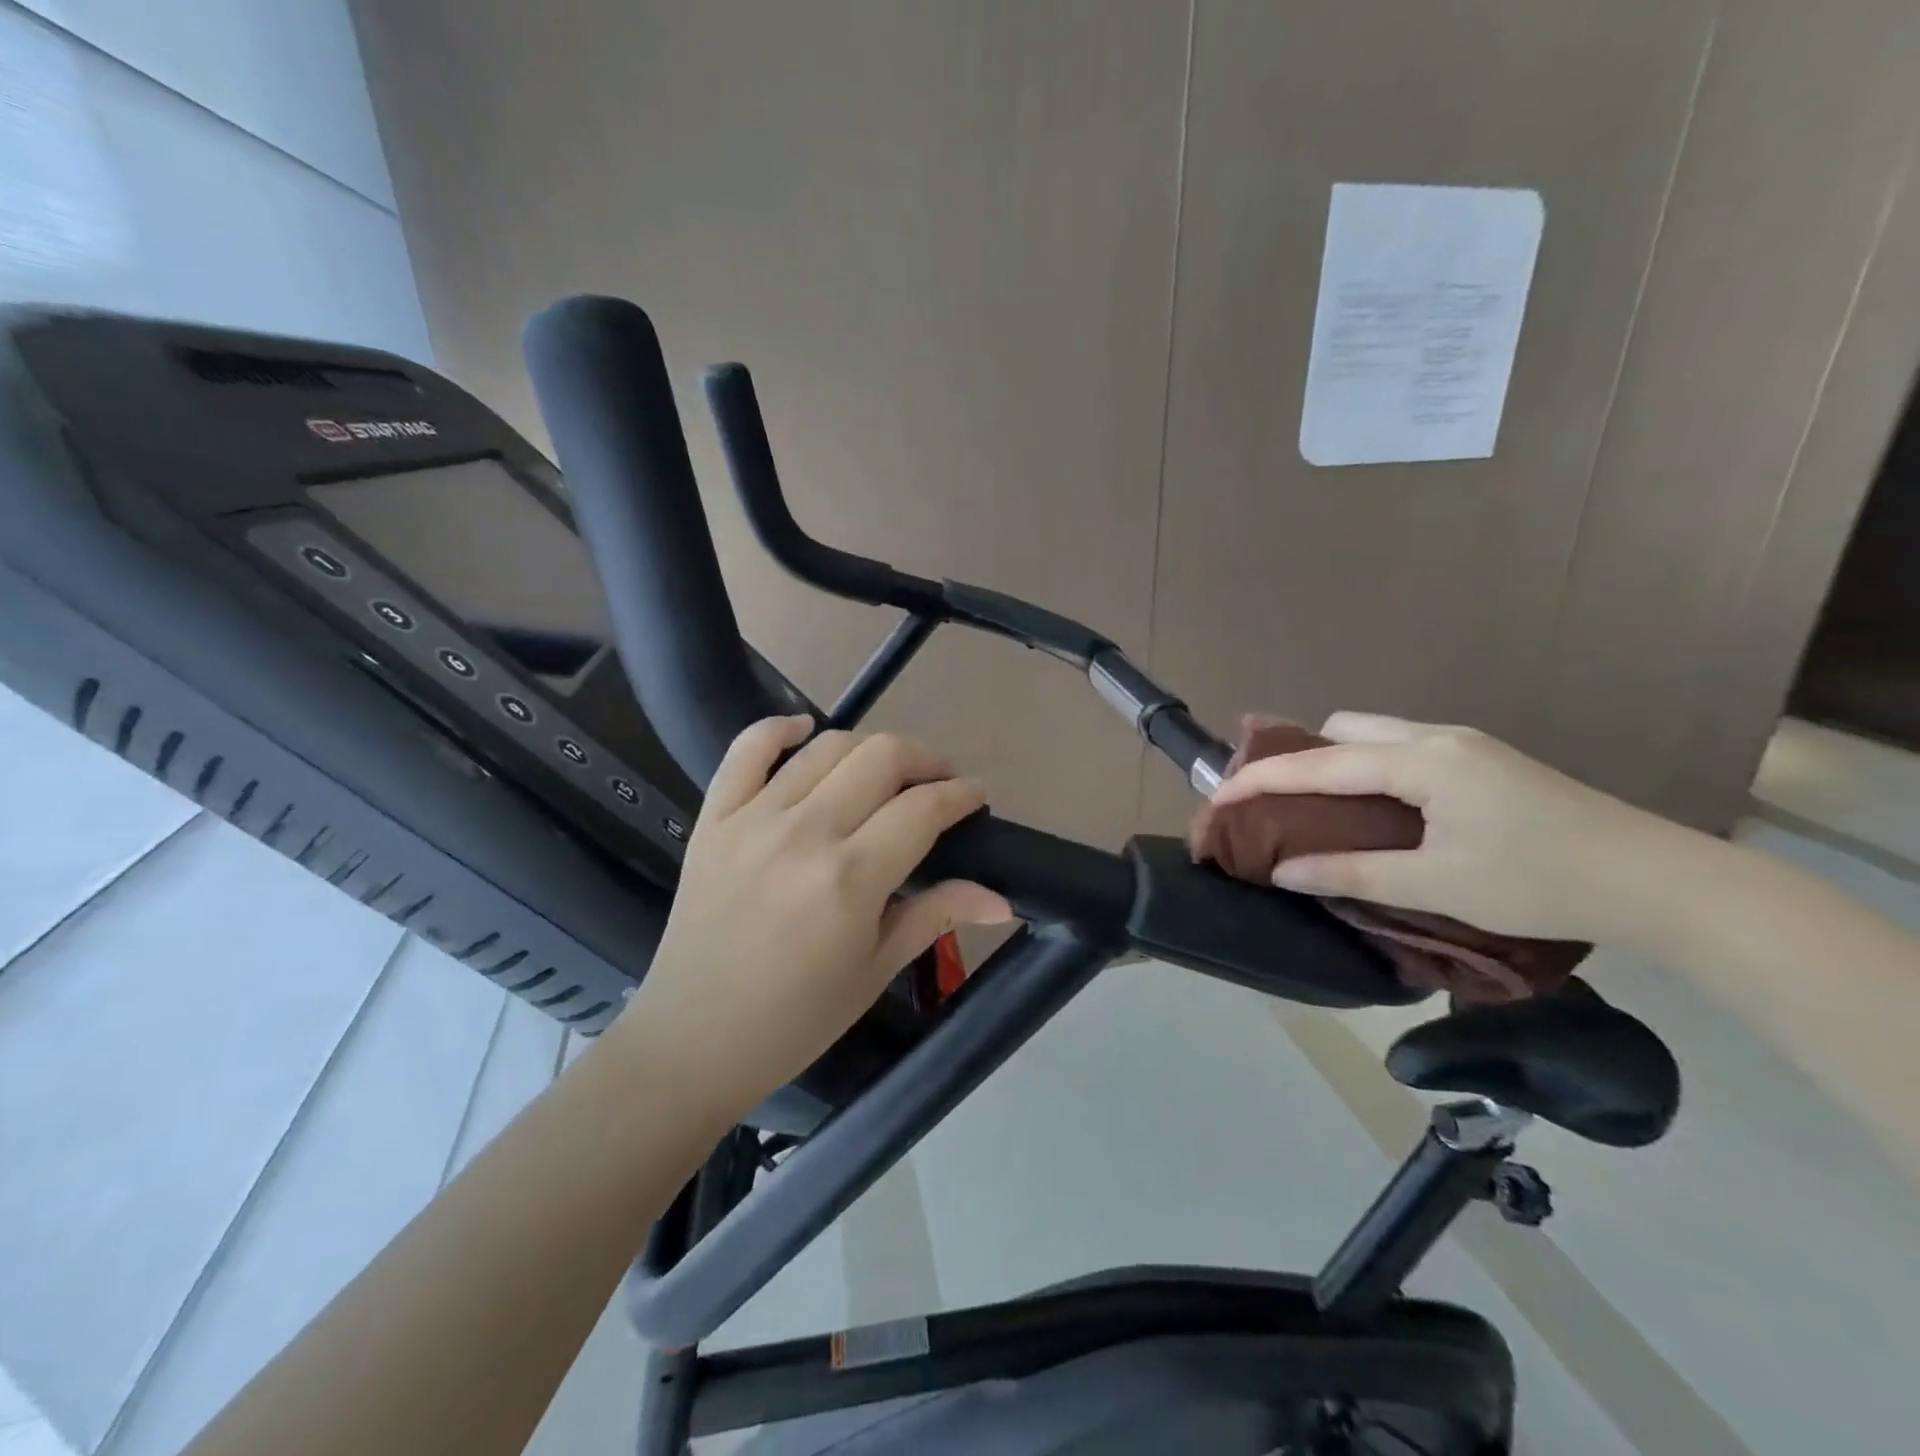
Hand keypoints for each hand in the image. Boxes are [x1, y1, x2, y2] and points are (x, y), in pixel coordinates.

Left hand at [607, 716, 1011, 1128]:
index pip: (923, 807)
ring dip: (871, 746)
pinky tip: (805, 729)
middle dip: (926, 759)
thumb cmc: (795, 1019)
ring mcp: (753, 819)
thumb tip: (1002, 898)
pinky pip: (747, 750)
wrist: (692, 1040)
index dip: (961, 793)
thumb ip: (936, 916)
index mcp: (851, 879)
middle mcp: (805, 833)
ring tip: (886, 770)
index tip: (976, 795)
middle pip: (882, 758)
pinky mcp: (713, 817)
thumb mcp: (874, 971)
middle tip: (939, 781)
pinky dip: (779, 728)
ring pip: (828, 747)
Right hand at [1211, 711, 1684, 943]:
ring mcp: (1466, 745)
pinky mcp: (1486, 762)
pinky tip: (1378, 809)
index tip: (1217, 796)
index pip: (1319, 762)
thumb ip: (1353, 874)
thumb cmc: (1540, 881)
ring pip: (1376, 734)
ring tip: (1320, 807)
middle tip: (1278, 801)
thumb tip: (1285, 871)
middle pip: (1344, 727)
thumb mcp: (1437, 883)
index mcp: (1421, 760)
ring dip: (1337, 760)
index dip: (1261, 778)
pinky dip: (1370, 768)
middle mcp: (1438, 737)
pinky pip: (1403, 749)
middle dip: (1300, 756)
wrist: (1660, 882)